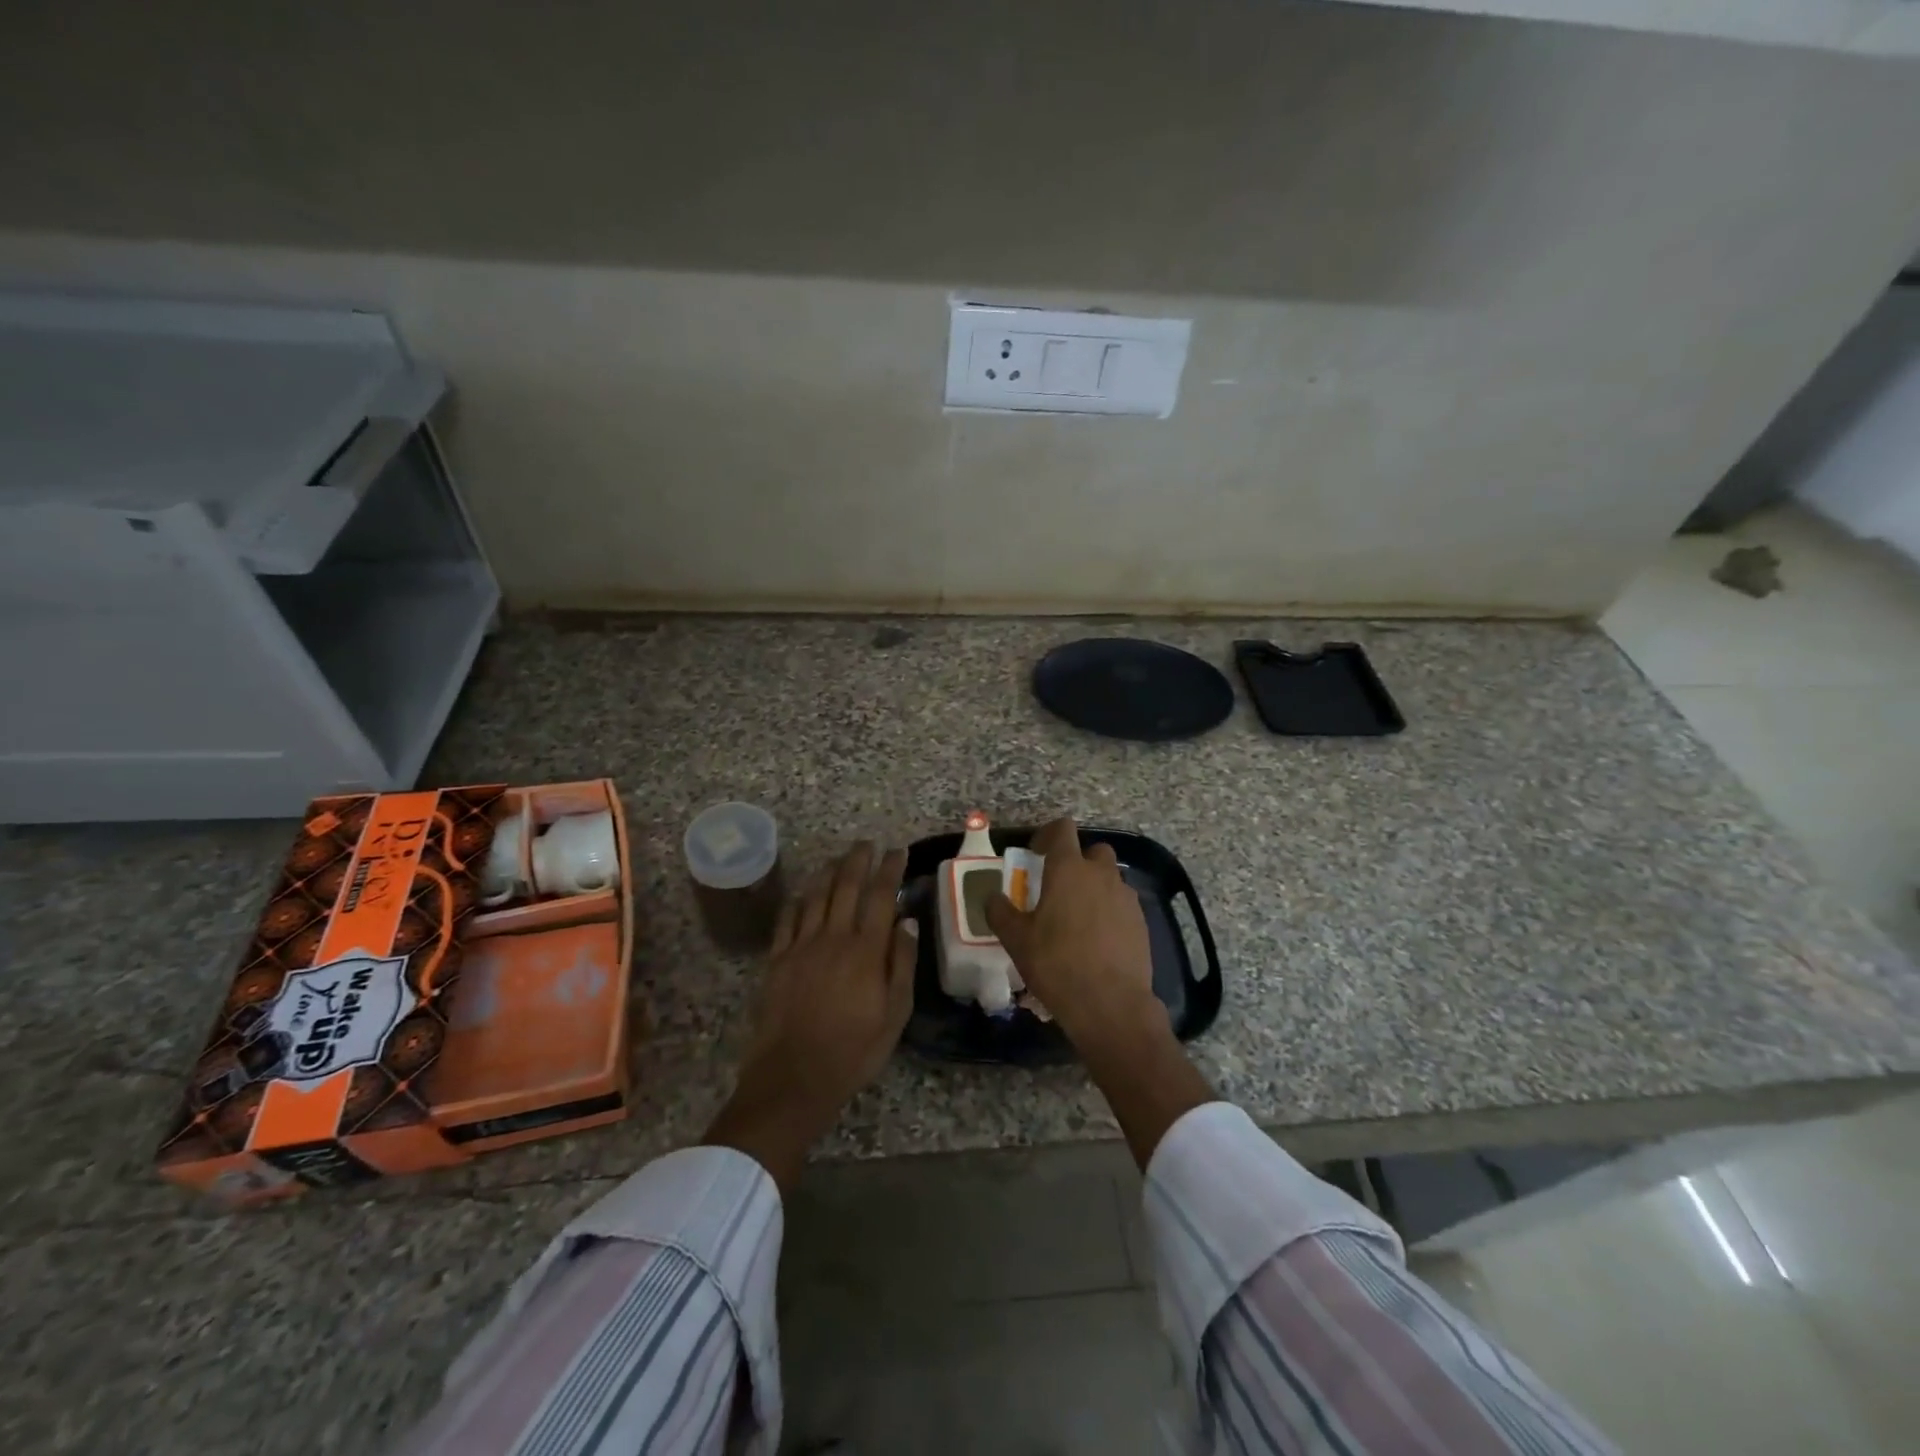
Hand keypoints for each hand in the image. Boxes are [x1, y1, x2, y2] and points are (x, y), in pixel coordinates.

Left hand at [703, 841, 916, 1190]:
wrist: (793, 1078)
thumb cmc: (854, 1051)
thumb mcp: (895, 1014)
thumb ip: (902, 964)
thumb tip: (907, 921)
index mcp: (865, 950)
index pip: (880, 896)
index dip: (890, 869)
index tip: (898, 852)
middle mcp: (832, 938)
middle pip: (846, 886)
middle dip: (858, 860)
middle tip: (867, 844)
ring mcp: (800, 947)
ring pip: (815, 896)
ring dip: (828, 872)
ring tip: (839, 858)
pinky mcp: (777, 960)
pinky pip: (787, 919)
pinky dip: (798, 900)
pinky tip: (803, 893)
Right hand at [985, 817, 1157, 1050]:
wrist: (1111, 1004)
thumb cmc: (1057, 964)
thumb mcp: (1016, 940)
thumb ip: (1000, 912)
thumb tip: (992, 897)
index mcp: (1069, 869)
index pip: (1062, 829)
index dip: (1047, 835)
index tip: (1035, 854)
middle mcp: (1101, 874)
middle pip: (1093, 851)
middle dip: (1077, 862)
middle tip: (1058, 888)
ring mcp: (1125, 897)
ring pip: (1109, 879)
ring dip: (1094, 888)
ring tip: (1076, 919)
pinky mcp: (1141, 922)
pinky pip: (1122, 904)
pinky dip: (1109, 912)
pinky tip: (1096, 941)